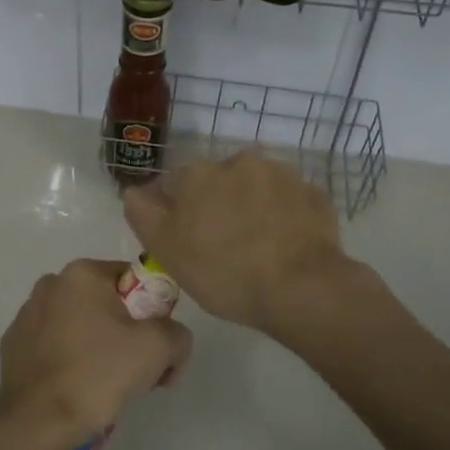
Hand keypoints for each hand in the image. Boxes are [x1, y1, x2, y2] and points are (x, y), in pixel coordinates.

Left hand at [0, 259, 193, 446]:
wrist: (34, 422)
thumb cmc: (97, 374)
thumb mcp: (158, 348)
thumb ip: (177, 333)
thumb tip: (171, 339)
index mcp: (82, 273)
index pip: (134, 282)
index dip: (154, 314)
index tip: (158, 351)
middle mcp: (51, 284)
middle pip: (107, 304)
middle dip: (127, 334)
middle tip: (137, 374)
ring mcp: (26, 315)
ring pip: (80, 326)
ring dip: (98, 348)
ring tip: (105, 388)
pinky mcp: (13, 346)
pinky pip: (55, 347)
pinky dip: (70, 361)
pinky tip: (75, 390)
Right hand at [122, 153, 347, 333]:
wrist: (301, 288)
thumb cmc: (223, 271)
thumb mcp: (166, 249)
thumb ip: (143, 212)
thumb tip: (135, 190)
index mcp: (199, 172)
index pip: (177, 182)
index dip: (178, 210)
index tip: (186, 239)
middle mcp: (240, 161)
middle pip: (220, 182)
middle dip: (218, 205)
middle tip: (223, 246)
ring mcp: (282, 174)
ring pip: (257, 188)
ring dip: (253, 207)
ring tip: (258, 247)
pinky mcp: (314, 194)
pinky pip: (289, 202)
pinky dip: (284, 217)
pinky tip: (284, 246)